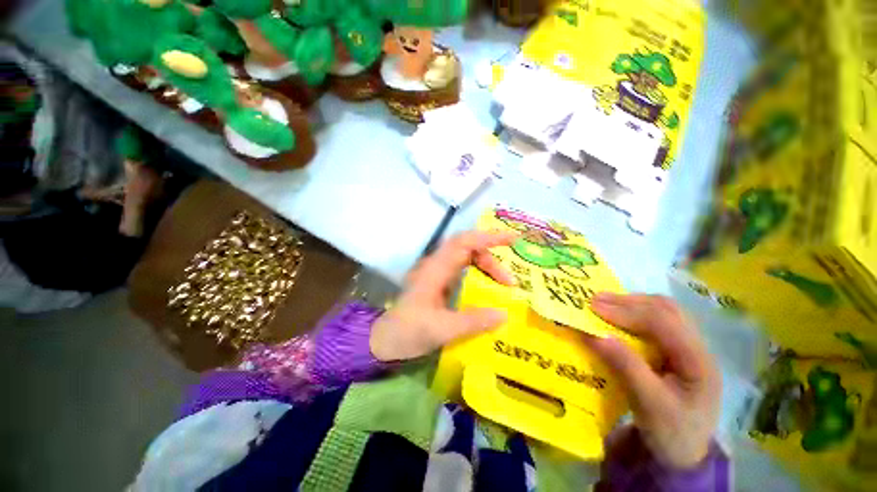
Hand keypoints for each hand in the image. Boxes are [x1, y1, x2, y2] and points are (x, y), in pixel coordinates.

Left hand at [370, 231, 517, 361]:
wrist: (383, 343)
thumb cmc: (408, 332)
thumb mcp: (442, 329)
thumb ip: (473, 321)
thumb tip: (504, 314)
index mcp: (435, 270)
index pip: (465, 242)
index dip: (489, 237)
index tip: (514, 240)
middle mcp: (435, 268)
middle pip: (468, 250)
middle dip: (492, 260)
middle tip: (511, 282)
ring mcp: (435, 278)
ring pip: (466, 262)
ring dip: (486, 269)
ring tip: (505, 286)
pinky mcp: (436, 289)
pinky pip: (463, 275)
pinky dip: (479, 278)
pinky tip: (489, 294)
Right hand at [584, 293, 720, 469]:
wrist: (686, 460)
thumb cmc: (671, 437)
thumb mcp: (649, 407)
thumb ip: (627, 369)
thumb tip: (596, 337)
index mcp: (698, 358)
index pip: (664, 322)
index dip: (629, 311)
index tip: (595, 307)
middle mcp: (700, 347)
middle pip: (669, 312)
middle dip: (633, 303)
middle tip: (598, 301)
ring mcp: (694, 352)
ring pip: (668, 318)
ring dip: (639, 309)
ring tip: (609, 308)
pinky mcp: (685, 361)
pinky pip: (665, 333)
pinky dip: (644, 324)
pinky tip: (627, 326)